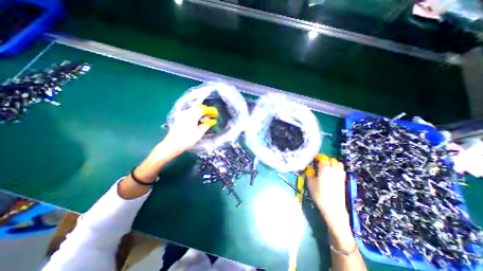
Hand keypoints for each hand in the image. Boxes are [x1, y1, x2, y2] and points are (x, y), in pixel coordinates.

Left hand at [159, 104, 217, 157]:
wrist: (172, 145)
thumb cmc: (187, 140)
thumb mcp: (199, 133)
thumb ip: (207, 125)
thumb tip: (214, 121)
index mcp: (192, 115)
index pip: (204, 109)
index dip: (211, 111)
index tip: (216, 114)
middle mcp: (187, 112)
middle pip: (199, 108)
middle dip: (206, 111)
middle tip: (212, 117)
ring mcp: (182, 115)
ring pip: (194, 110)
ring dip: (201, 113)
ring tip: (206, 120)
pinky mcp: (179, 118)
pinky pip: (190, 113)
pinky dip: (196, 115)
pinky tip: (198, 120)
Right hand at [308, 155, 348, 225]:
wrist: (334, 208)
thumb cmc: (320, 195)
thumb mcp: (311, 184)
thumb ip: (310, 174)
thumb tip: (310, 169)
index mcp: (325, 170)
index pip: (323, 159)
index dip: (318, 158)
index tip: (314, 159)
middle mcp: (334, 170)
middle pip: (332, 160)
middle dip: (326, 160)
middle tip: (320, 164)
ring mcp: (340, 176)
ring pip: (339, 164)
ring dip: (333, 164)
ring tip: (327, 168)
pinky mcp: (343, 181)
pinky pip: (341, 171)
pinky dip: (337, 169)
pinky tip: (332, 174)